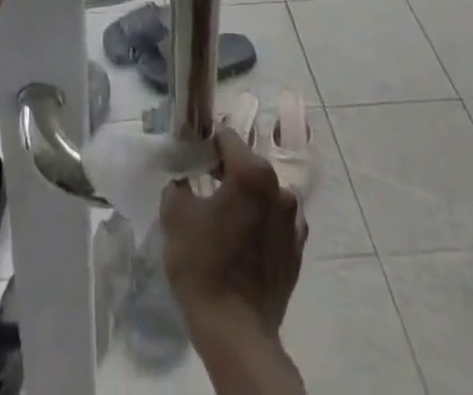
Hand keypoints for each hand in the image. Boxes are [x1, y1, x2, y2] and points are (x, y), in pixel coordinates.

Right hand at [160, 125, 305, 342]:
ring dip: (249, 199)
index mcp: (251, 173)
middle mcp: (279, 189)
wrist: (235, 333)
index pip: (227, 139)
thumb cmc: (203, 265)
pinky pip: (277, 225)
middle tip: (205, 189)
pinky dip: (263, 225)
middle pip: (249, 166)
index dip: (207, 144)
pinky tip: (245, 242)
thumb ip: (178, 184)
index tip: (194, 158)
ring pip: (266, 195)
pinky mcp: (297, 253)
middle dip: (228, 172)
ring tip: (227, 220)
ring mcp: (293, 222)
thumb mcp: (175, 215)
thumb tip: (184, 179)